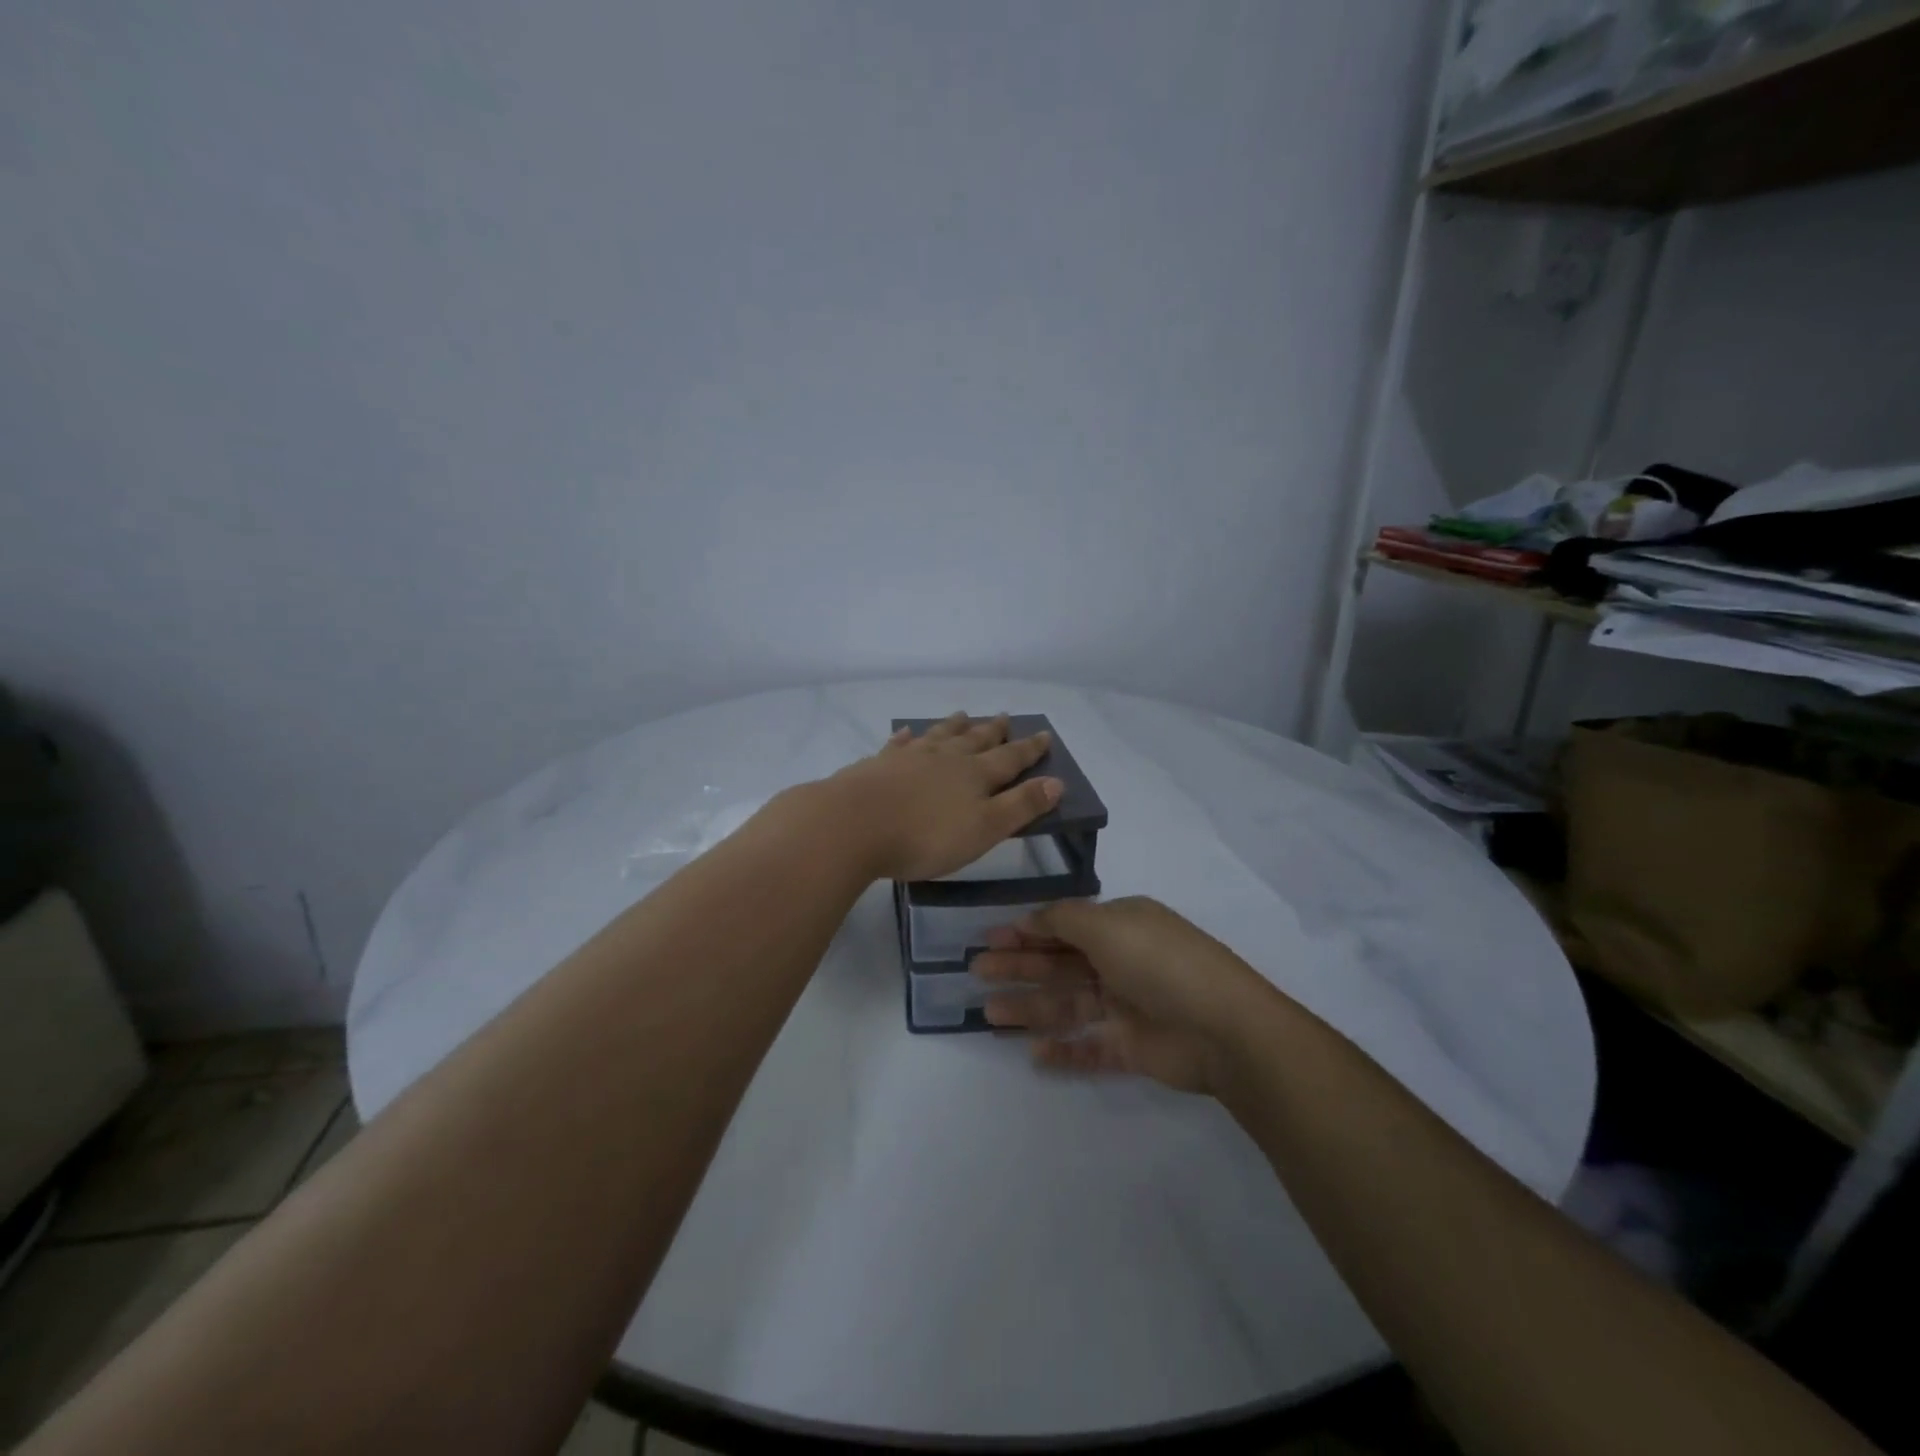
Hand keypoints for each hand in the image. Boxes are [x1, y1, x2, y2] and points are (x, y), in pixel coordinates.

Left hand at [823, 712, 1062, 882]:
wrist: (853, 824)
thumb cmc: (925, 836)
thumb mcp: (984, 829)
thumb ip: (1020, 806)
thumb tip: (1057, 782)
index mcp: (975, 775)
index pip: (1010, 758)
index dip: (1029, 749)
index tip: (1044, 735)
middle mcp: (945, 758)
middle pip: (975, 740)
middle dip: (993, 731)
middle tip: (1005, 717)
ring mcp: (910, 757)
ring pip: (939, 735)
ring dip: (954, 726)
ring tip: (964, 714)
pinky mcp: (878, 764)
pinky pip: (899, 744)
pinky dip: (908, 737)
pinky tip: (907, 733)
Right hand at [972, 897, 1273, 1095]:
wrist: (1225, 1029)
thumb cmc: (1160, 963)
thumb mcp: (1108, 925)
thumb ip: (1062, 920)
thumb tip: (1031, 918)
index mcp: (1120, 926)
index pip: (1064, 926)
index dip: (1026, 931)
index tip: (989, 939)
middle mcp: (1122, 961)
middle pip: (1059, 964)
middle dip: (1019, 967)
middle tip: (977, 973)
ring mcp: (1127, 1006)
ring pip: (1068, 1005)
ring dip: (1030, 1008)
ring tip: (990, 1016)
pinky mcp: (1133, 1047)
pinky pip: (1090, 1047)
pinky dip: (1064, 1051)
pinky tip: (1035, 1054)